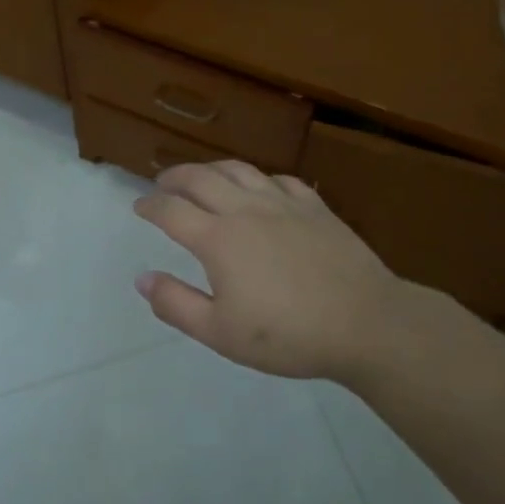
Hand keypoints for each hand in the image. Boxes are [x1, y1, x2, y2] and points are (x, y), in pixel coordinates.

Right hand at [133, 160, 449, 382]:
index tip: (139, 207)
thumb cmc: (288, 334)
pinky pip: (279, 180)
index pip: (171, 210)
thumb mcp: (220, 333)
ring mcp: (283, 203)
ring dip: (211, 169)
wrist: (366, 323)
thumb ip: (176, 304)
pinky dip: (258, 179)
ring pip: (238, 169)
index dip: (150, 206)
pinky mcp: (314, 206)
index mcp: (217, 239)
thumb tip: (142, 278)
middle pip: (200, 178)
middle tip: (162, 183)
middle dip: (174, 177)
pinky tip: (260, 189)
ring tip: (202, 177)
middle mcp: (245, 209)